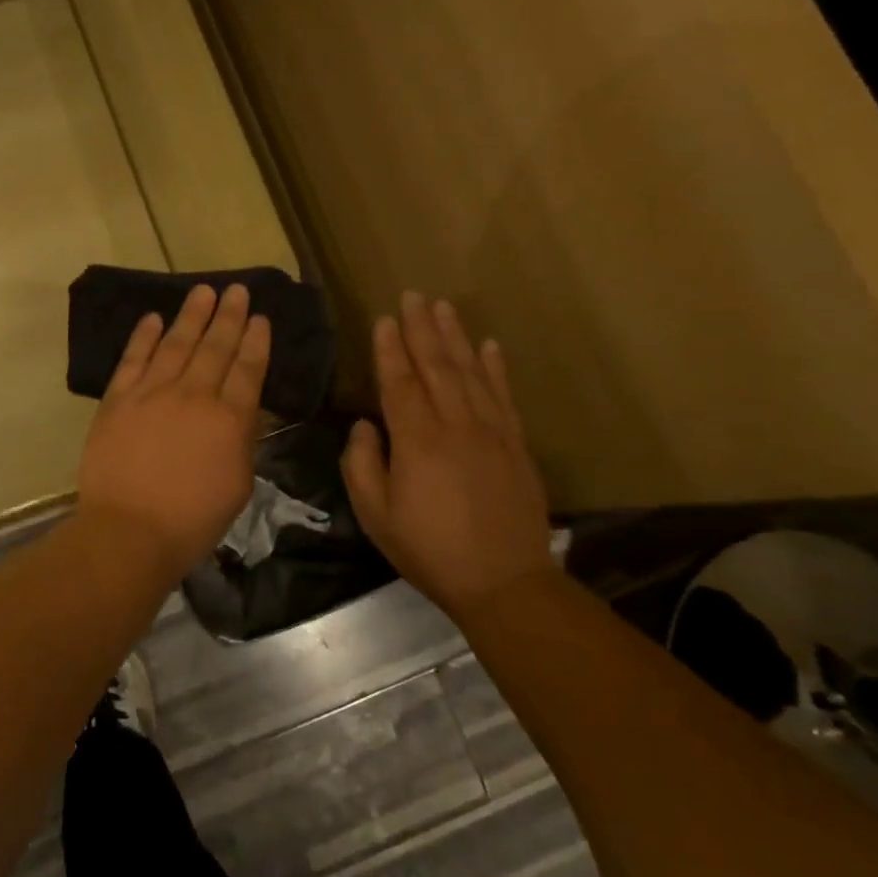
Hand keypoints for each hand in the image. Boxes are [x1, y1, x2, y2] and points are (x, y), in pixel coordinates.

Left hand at [77, 283, 270, 574]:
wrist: (128, 531)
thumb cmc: (191, 521)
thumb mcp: (238, 485)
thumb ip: (243, 441)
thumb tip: (243, 411)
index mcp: (229, 420)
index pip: (248, 370)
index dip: (256, 341)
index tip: (261, 317)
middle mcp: (193, 396)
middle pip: (215, 347)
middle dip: (229, 316)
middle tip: (237, 290)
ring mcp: (152, 394)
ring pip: (176, 344)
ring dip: (191, 315)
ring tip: (203, 291)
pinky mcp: (118, 400)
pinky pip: (134, 359)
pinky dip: (144, 336)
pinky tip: (154, 318)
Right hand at [341, 292, 552, 613]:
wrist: (504, 581)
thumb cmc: (429, 549)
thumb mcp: (376, 515)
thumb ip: (361, 465)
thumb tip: (365, 426)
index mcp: (417, 441)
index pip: (399, 383)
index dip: (390, 349)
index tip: (384, 319)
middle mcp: (456, 425)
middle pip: (437, 367)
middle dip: (422, 329)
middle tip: (413, 295)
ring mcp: (492, 432)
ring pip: (471, 373)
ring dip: (456, 337)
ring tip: (443, 307)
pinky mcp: (516, 445)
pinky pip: (504, 396)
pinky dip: (496, 368)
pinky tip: (490, 345)